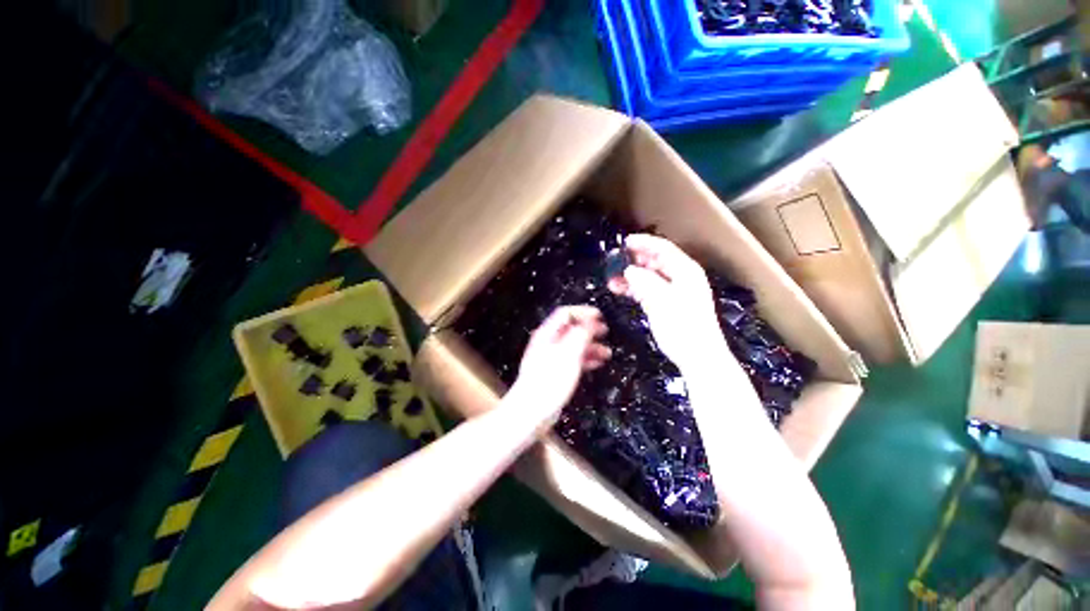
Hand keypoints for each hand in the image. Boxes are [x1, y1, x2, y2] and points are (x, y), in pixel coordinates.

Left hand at [510, 306, 609, 422]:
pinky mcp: (553, 373)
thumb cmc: (548, 382)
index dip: (583, 312)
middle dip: (589, 329)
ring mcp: (550, 358)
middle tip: (605, 331)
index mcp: (547, 334)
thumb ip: (580, 335)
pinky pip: (572, 360)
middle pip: (570, 329)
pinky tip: (596, 363)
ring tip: (606, 352)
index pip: (565, 314)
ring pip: (573, 345)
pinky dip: (585, 359)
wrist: (531, 411)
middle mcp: (547, 343)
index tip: (599, 316)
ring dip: (590, 346)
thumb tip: (590, 322)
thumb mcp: (569, 354)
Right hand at [607, 234, 722, 368]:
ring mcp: (673, 291)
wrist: (697, 356)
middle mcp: (680, 277)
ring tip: (611, 278)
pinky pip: (647, 290)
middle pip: (655, 261)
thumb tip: (628, 270)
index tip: (624, 242)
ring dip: (630, 276)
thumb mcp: (662, 301)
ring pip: (648, 276)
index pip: (663, 249)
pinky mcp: (666, 304)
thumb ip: (644, 282)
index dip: (643, 243)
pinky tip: (620, 289)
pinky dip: (634, 288)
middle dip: (633, 260)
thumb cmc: (683, 327)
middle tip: (613, 261)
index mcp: (685, 271)